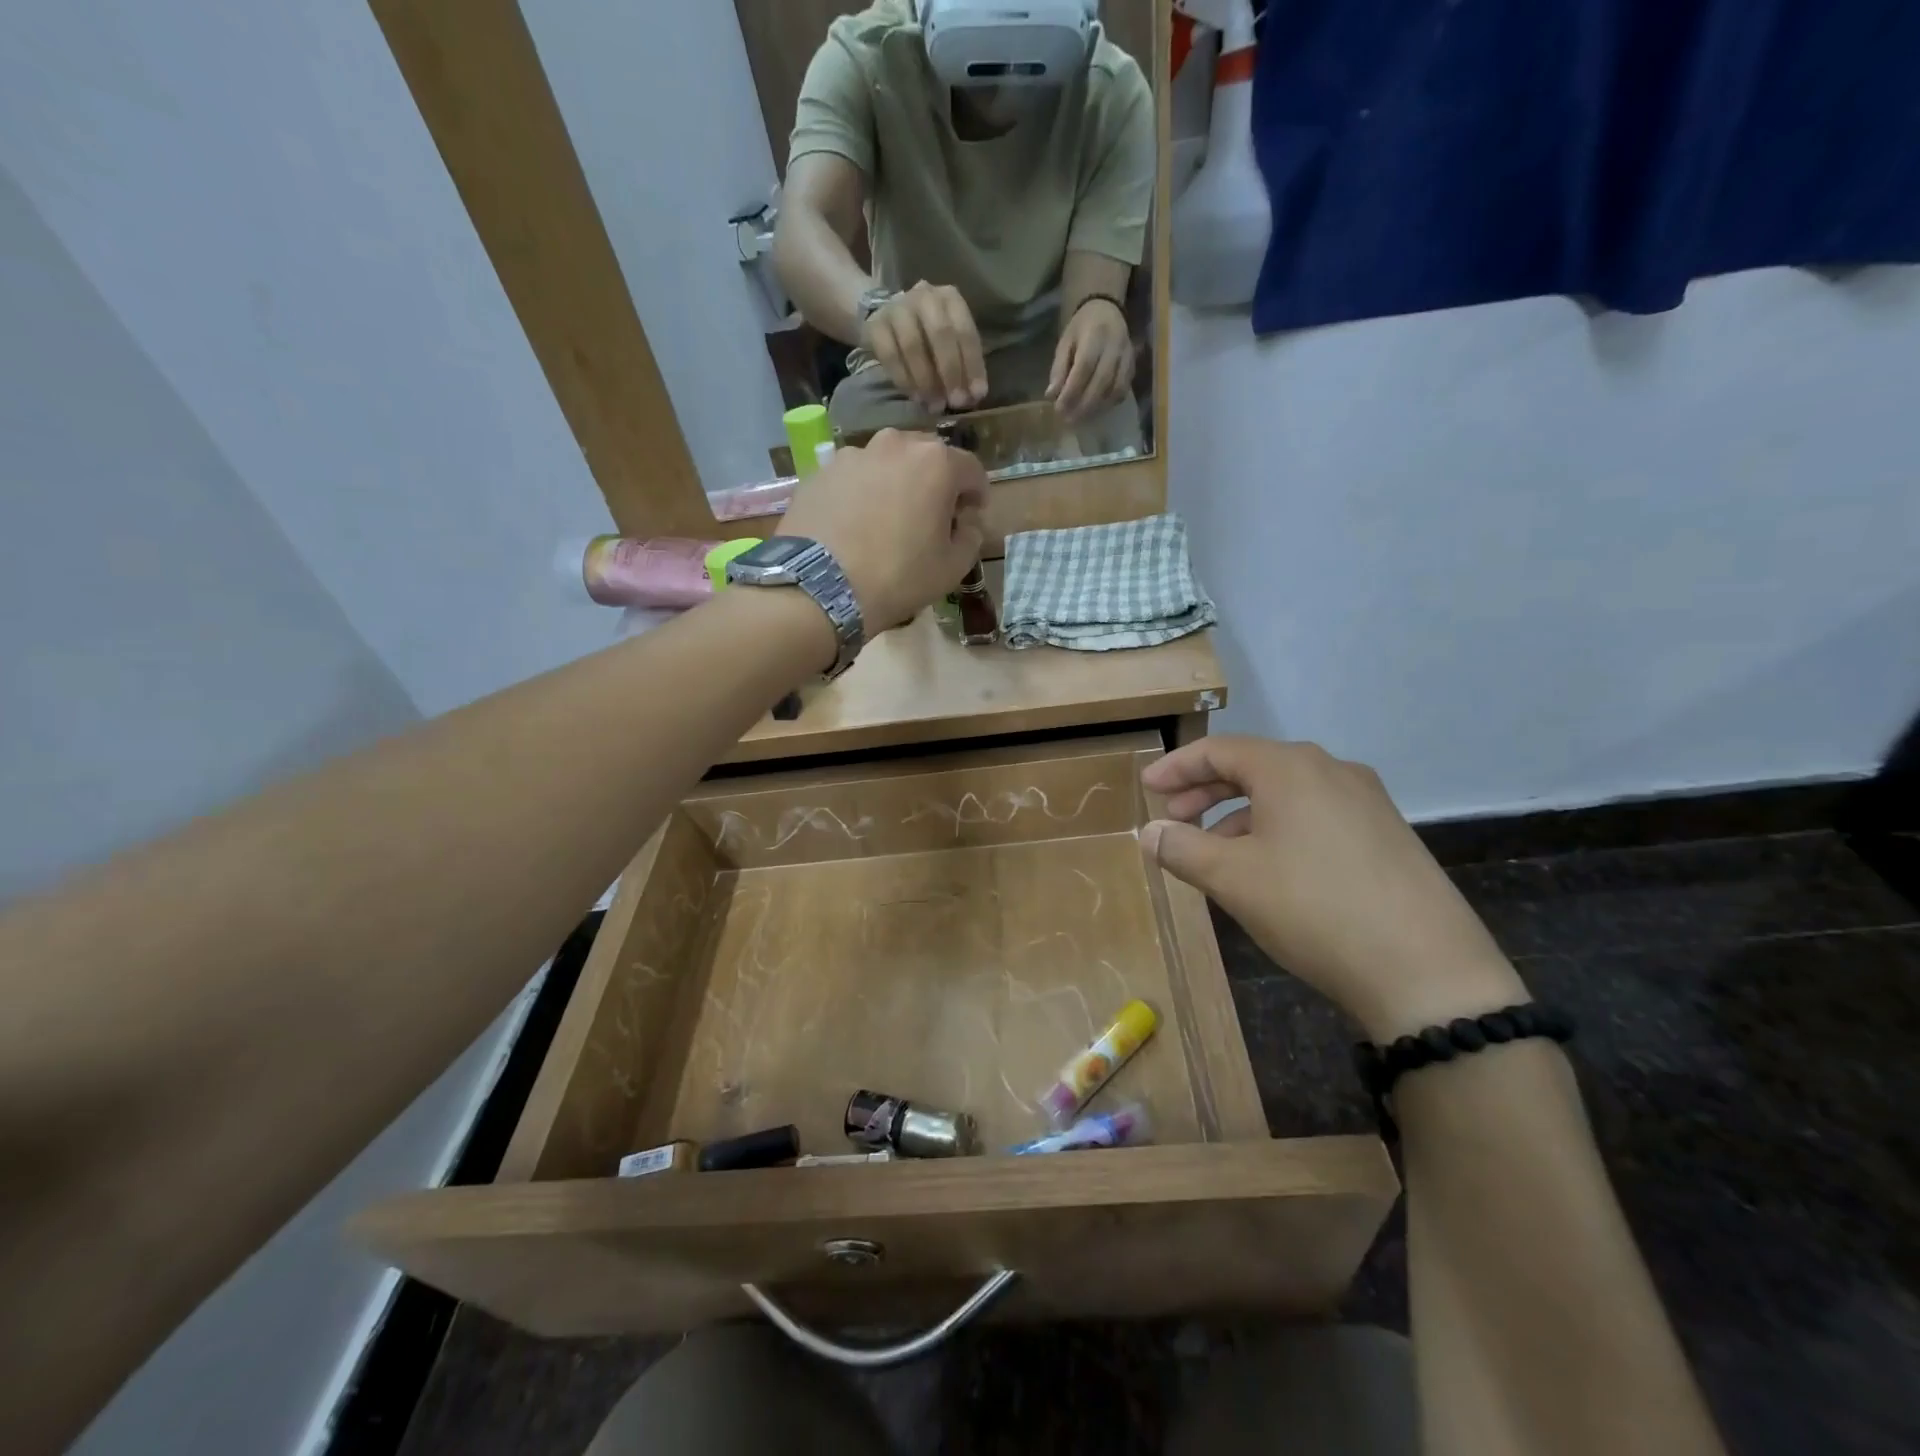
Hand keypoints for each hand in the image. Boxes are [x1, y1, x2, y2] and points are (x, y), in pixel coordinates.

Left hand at [778, 429, 988, 630]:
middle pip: (927, 457)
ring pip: (887, 463)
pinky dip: (862, 494)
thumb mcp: (953, 567)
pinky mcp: (820, 472)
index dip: (977, 494)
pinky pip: (853, 478)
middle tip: (931, 516)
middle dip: (936, 483)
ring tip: (889, 519)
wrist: (821, 587)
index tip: (972, 516)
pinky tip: (856, 525)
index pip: (971, 469)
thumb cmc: (899, 576)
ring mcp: (852, 454)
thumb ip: (971, 536)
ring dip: (896, 484)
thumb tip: (967, 522)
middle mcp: (895, 444)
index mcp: (936, 462)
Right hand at [862, 282, 988, 414]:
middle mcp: (924, 297)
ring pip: (913, 345)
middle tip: (955, 402)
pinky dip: (905, 380)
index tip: (976, 395)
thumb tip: (973, 396)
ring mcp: (897, 309)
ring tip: (934, 405)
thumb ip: (962, 364)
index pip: (965, 331)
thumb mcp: (950, 342)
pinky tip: (916, 398)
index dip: (972, 365)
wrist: (885, 317)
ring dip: (926, 381)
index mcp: (950, 298)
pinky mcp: (875, 325)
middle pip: (940, 334)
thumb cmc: (927, 335)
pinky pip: (890, 356)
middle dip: (950, 372)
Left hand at [1047, 298, 1133, 422]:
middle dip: (1084, 405)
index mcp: (1094, 336)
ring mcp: (1126, 356)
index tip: (1059, 409)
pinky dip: (1110, 403)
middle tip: (1069, 421)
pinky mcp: (1133, 365)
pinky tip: (1097, 410)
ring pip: (1115, 389)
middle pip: (1101, 382)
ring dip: (1098, 408)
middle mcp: (1114, 346)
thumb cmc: (1081, 328)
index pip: (1083, 369)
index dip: (1071, 392)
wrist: (1107, 309)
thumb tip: (1051, 395)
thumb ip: (1059, 369)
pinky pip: (1123, 389)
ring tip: (1082, 419)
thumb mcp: (1065, 343)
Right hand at [1140, 737, 1525, 1040]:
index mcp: (1290, 768)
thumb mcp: (1232, 879)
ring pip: (1285, 794)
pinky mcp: (1386, 834)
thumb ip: (1182, 848)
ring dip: (1239, 814)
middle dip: (1205, 790)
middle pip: (1253, 767)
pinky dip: (1277, 829)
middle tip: (1173, 818)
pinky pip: (1315, 815)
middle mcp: (1331, 770)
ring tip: (1214, 851)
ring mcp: (1366, 801)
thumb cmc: (1313, 909)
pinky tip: (1267, 868)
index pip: (1218, 750)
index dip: (1176, 767)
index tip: (1147, 787)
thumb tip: (1149, 833)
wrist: (1427, 971)